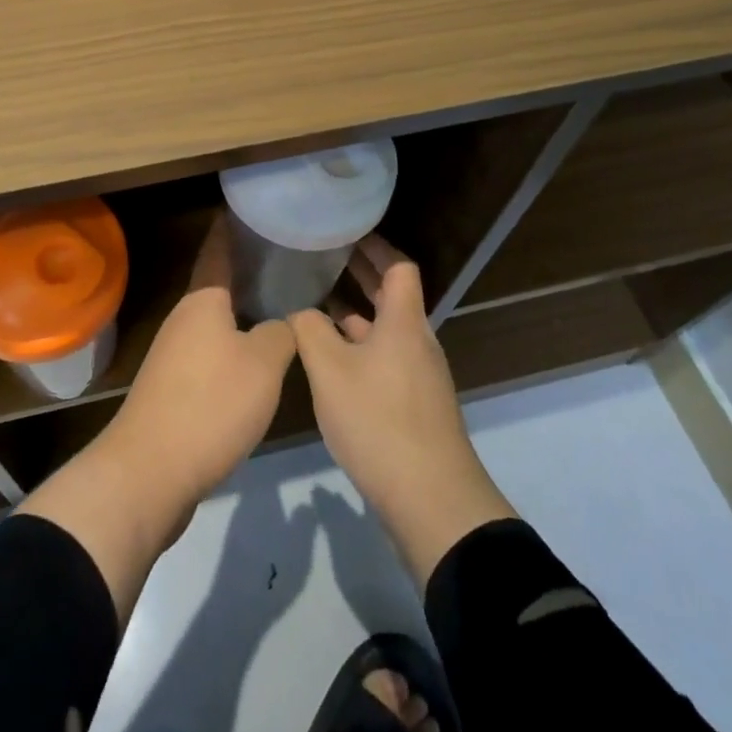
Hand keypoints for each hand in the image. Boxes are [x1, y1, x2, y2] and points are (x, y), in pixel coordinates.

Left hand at [103, 215, 296, 506]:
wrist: (151, 471)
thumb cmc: (211, 402)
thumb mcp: (263, 364)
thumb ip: (281, 333)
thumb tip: (283, 321)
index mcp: (202, 300)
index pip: (217, 250)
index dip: (231, 228)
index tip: (249, 209)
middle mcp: (183, 318)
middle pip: (217, 287)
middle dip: (245, 272)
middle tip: (284, 261)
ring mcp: (173, 354)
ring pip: (214, 323)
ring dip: (241, 314)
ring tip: (278, 307)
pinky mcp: (173, 388)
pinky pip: (209, 354)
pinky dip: (233, 347)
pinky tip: (257, 361)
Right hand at [290, 234, 515, 588]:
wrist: (431, 500)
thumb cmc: (379, 420)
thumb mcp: (329, 369)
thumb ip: (309, 329)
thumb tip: (301, 310)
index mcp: (404, 322)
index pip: (398, 267)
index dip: (375, 246)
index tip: (346, 231)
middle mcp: (416, 341)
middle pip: (393, 295)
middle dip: (361, 274)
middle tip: (325, 256)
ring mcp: (418, 376)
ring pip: (386, 330)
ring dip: (356, 312)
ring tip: (317, 302)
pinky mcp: (414, 405)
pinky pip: (385, 358)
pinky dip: (359, 346)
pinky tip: (330, 359)